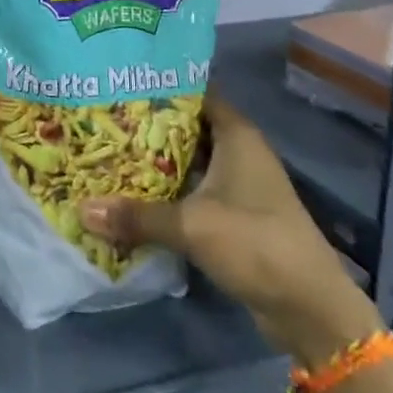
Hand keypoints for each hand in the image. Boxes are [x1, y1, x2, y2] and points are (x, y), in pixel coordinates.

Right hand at [79, 94, 381, 363]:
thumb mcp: (192, 226)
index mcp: (236, 134)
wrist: (311, 309)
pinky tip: (135, 195)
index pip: (194, 93)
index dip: (160, 86)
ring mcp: (239, 184)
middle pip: (188, 127)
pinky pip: (194, 191)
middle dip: (149, 125)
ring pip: (190, 161)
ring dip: (157, 162)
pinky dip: (169, 191)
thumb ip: (137, 216)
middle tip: (104, 118)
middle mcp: (239, 151)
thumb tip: (82, 209)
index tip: (120, 83)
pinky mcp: (236, 216)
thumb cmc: (255, 243)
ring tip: (109, 152)